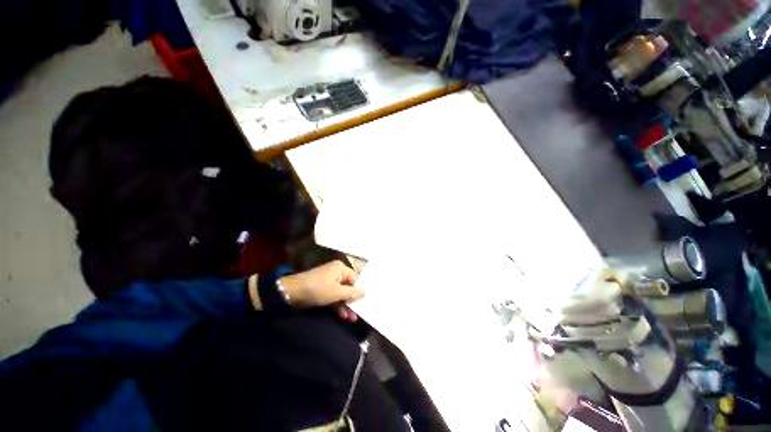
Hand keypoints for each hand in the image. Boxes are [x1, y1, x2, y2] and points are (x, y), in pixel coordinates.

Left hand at [279, 261, 364, 321]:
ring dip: (345, 305)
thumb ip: (352, 293)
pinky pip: (333, 297)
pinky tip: (343, 316)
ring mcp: (328, 282)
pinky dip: (337, 305)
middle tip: (359, 312)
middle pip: (348, 287)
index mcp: (340, 268)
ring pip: (341, 293)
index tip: (364, 301)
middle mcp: (335, 273)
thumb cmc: (318, 289)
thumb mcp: (337, 292)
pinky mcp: (322, 290)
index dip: (359, 290)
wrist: (292, 294)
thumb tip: (365, 291)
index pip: (355, 278)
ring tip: (352, 318)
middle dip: (352, 300)